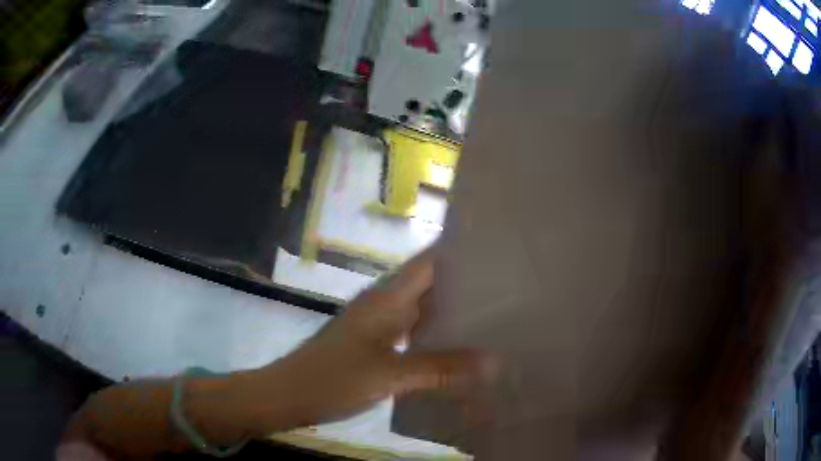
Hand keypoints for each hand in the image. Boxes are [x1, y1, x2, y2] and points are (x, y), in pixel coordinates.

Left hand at [241, 247, 489, 433]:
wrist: (289, 394)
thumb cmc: (333, 379)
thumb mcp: (390, 375)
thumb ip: (440, 368)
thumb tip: (493, 361)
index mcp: (387, 298)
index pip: (430, 261)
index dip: (461, 252)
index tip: (498, 254)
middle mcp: (385, 303)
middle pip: (431, 282)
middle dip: (466, 284)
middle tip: (507, 291)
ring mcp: (379, 323)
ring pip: (423, 308)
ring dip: (452, 311)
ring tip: (493, 317)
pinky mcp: (375, 342)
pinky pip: (413, 330)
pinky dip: (435, 335)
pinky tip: (457, 349)